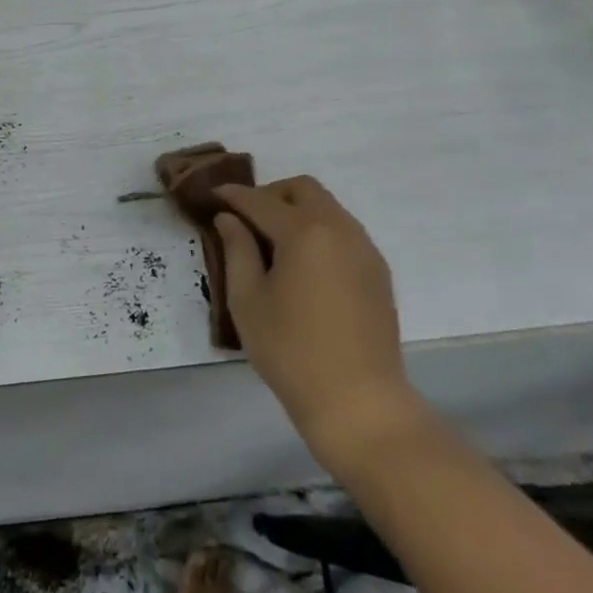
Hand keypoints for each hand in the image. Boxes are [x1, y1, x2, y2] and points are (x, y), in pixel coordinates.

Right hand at [215, 177, 426, 467]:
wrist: (359, 402)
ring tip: (273, 244)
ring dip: (297, 211)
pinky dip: (319, 231)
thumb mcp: (248, 300)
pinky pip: (344, 232)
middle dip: (271, 195)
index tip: (214, 195)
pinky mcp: (378, 271)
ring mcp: (364, 249)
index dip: (234, 195)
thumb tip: (229, 219)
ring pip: (327, 207)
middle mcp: (339, 229)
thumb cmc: (291, 351)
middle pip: (303, 189)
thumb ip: (237, 250)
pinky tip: (303, 265)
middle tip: (247, 220)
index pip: (261, 201)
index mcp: (304, 232)